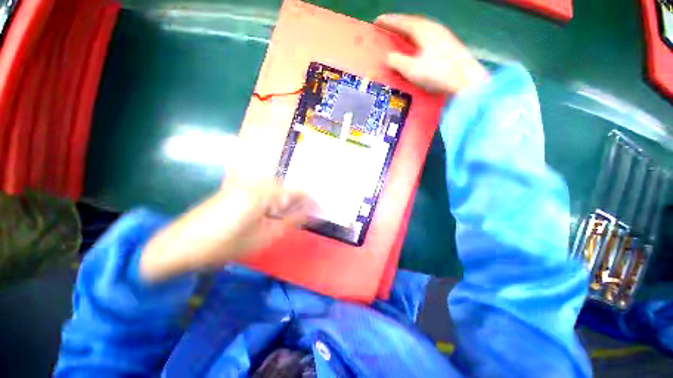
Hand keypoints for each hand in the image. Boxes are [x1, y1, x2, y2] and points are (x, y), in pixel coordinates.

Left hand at [139, 177, 315, 281]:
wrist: (177, 246)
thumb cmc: (223, 246)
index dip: (308, 199)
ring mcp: (239, 185)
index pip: (293, 191)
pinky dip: (269, 197)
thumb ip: (288, 223)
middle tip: (302, 211)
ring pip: (271, 186)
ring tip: (286, 212)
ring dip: (282, 196)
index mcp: (261, 194)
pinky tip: (266, 210)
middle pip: (283, 185)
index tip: (318, 207)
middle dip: (295, 197)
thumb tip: (307, 214)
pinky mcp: (231, 190)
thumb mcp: (262, 238)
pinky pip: (258, 188)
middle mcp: (252, 184)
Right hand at [375, 14, 487, 93]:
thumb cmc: (437, 74)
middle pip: (413, 21)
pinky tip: (417, 42)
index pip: (402, 22)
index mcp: (423, 30)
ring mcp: (443, 34)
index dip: (389, 21)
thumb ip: (397, 61)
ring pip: (421, 27)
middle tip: (388, 25)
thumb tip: (388, 57)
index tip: (377, 21)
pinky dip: (418, 35)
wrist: (465, 79)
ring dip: (409, 28)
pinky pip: (428, 33)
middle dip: (399, 22)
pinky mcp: (448, 43)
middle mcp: (434, 28)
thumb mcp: (412, 69)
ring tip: (401, 33)